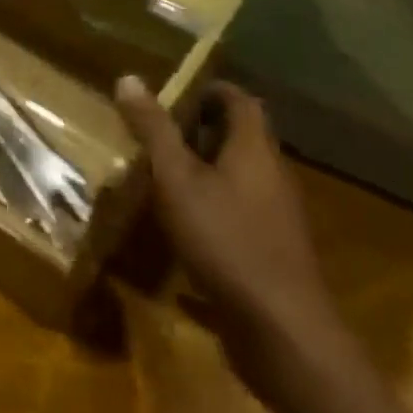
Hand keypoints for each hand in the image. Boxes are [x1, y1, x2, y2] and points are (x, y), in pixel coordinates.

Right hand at [117, 76, 340, 358]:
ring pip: (240, 178)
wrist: (283, 334)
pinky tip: (180, 231)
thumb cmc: (226, 240)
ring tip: (160, 178)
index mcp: (254, 149)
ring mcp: (277, 218)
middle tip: (155, 134)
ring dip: (204, 172)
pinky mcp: (273, 254)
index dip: (208, 90)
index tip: (172, 95)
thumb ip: (153, 130)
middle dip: (199, 131)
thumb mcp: (176, 179)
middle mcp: (273, 176)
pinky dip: (212, 211)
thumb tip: (128, 77)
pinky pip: (240, 216)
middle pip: (240, 138)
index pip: (240, 100)